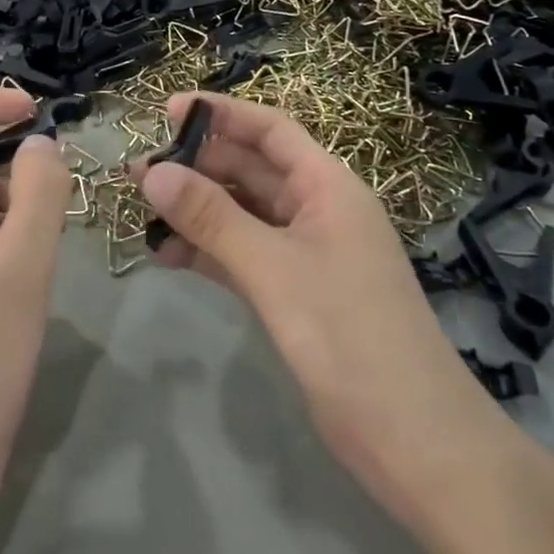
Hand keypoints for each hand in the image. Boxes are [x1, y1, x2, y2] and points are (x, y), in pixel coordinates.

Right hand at [134, 95, 505, 521]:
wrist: (416, 442)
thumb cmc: (349, 336)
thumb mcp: (273, 269)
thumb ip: (211, 218)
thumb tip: (152, 172)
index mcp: (328, 186)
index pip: (270, 130)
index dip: (221, 114)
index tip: (166, 111)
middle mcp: (318, 210)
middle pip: (251, 169)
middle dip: (197, 165)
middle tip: (138, 170)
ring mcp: (307, 253)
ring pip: (243, 214)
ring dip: (197, 210)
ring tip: (142, 210)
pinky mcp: (296, 293)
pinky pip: (244, 255)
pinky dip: (209, 251)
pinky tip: (168, 256)